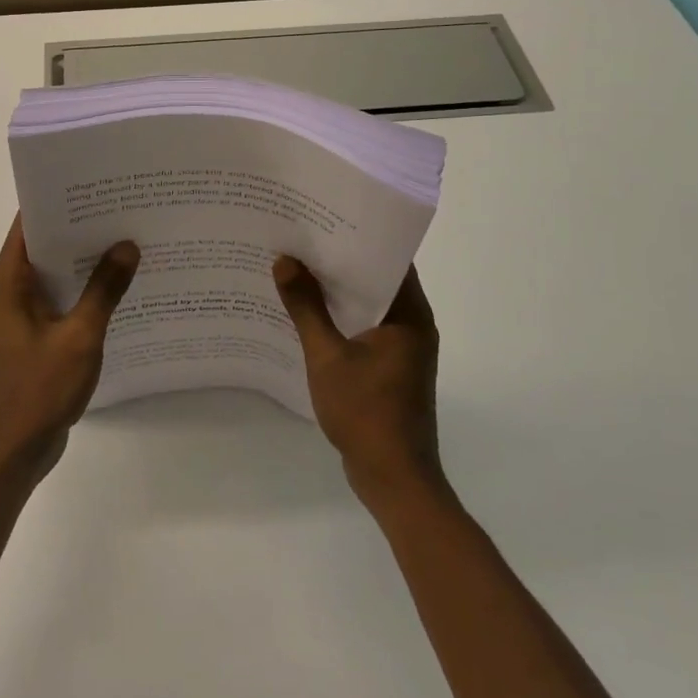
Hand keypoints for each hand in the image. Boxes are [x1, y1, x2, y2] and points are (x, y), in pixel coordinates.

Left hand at [0, 216, 139, 476]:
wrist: (14, 451)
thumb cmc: (39, 390)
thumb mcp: (79, 337)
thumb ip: (104, 290)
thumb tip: (127, 246)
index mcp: (9, 283)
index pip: (28, 225)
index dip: (58, 201)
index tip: (94, 185)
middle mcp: (9, 292)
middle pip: (43, 246)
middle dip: (79, 228)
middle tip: (121, 208)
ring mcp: (20, 316)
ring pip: (54, 274)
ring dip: (83, 261)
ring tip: (126, 240)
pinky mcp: (33, 337)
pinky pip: (59, 300)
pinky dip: (82, 290)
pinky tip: (117, 288)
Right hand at [273, 259, 446, 506]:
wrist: (394, 479)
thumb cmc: (366, 413)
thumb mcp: (328, 356)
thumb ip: (306, 308)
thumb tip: (285, 261)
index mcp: (409, 315)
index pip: (390, 258)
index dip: (359, 235)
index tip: (325, 217)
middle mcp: (413, 324)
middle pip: (378, 278)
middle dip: (341, 260)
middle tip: (302, 238)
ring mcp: (403, 348)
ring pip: (370, 304)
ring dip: (339, 290)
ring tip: (298, 267)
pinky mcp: (392, 367)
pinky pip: (366, 327)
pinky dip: (342, 316)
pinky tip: (308, 312)